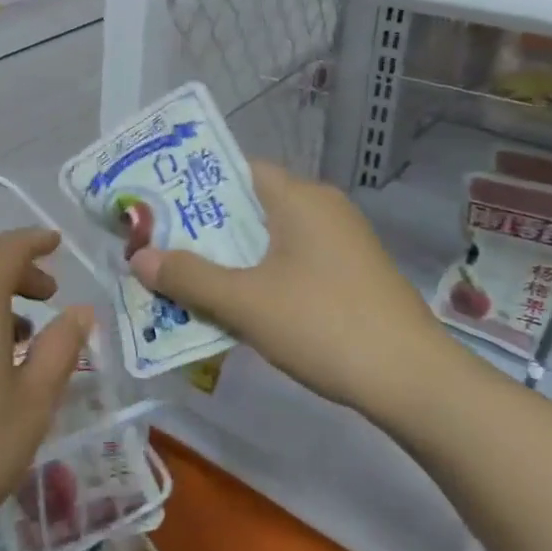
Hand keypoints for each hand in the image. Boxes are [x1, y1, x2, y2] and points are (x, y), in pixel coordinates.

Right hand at [129, 160, 454, 419]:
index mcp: (299, 198)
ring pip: (269, 239)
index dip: (193, 185)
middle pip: (250, 206)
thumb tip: (138, 258)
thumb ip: (188, 277)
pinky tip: (237, 306)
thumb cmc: (323, 324)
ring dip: (230, 258)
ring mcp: (341, 242)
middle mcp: (322, 208)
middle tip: (161, 249)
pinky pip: (291, 262)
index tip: (157, 209)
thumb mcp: (245, 302)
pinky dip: (260, 276)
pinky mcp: (351, 275)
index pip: (237, 170)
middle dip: (205, 229)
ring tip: (187, 280)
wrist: (413, 380)